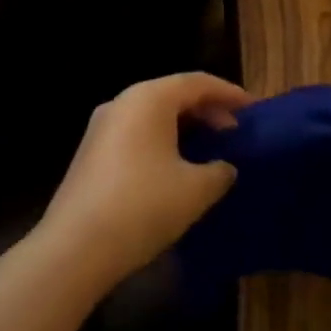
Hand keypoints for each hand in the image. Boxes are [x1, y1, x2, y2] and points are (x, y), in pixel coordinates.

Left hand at [41, 73, 248, 288]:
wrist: (75, 248)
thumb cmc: (143, 206)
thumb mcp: (196, 190)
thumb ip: (219, 171)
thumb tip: (223, 167)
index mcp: (149, 98)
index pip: (198, 83)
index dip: (230, 93)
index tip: (254, 110)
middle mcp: (123, 103)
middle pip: (173, 94)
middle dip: (208, 110)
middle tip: (234, 132)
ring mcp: (102, 128)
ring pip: (153, 115)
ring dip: (185, 128)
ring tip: (210, 150)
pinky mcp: (91, 153)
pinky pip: (137, 134)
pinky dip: (163, 142)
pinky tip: (177, 169)